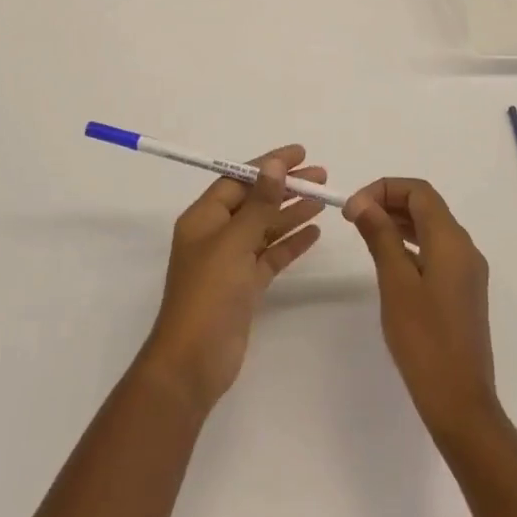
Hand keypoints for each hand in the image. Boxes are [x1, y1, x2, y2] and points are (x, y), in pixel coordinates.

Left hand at [135, 145, 326, 414]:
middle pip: (254, 201)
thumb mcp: (235, 242)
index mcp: (204, 218)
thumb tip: (273, 164)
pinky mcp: (244, 287)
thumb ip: (259, 204)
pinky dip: (290, 244)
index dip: (268, 164)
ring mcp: (230, 262)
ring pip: (265, 228)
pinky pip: (270, 256)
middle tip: (320, 175)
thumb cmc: (209, 294)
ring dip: (291, 212)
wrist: (194, 362)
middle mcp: (216, 235)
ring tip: (323, 199)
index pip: (238, 179)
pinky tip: (314, 232)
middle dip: (285, 186)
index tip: (299, 154)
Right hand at [344, 178, 497, 441]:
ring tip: (365, 232)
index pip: (419, 192)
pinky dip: (411, 243)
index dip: (384, 188)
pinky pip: (436, 250)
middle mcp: (465, 248)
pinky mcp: (463, 290)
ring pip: (432, 228)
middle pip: (427, 206)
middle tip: (353, 217)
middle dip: (389, 201)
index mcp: (451, 241)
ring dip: (399, 221)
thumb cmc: (424, 340)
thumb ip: (380, 236)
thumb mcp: (395, 282)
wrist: (460, 401)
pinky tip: (389, 259)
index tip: (352, 206)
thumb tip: (361, 201)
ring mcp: (467, 271)